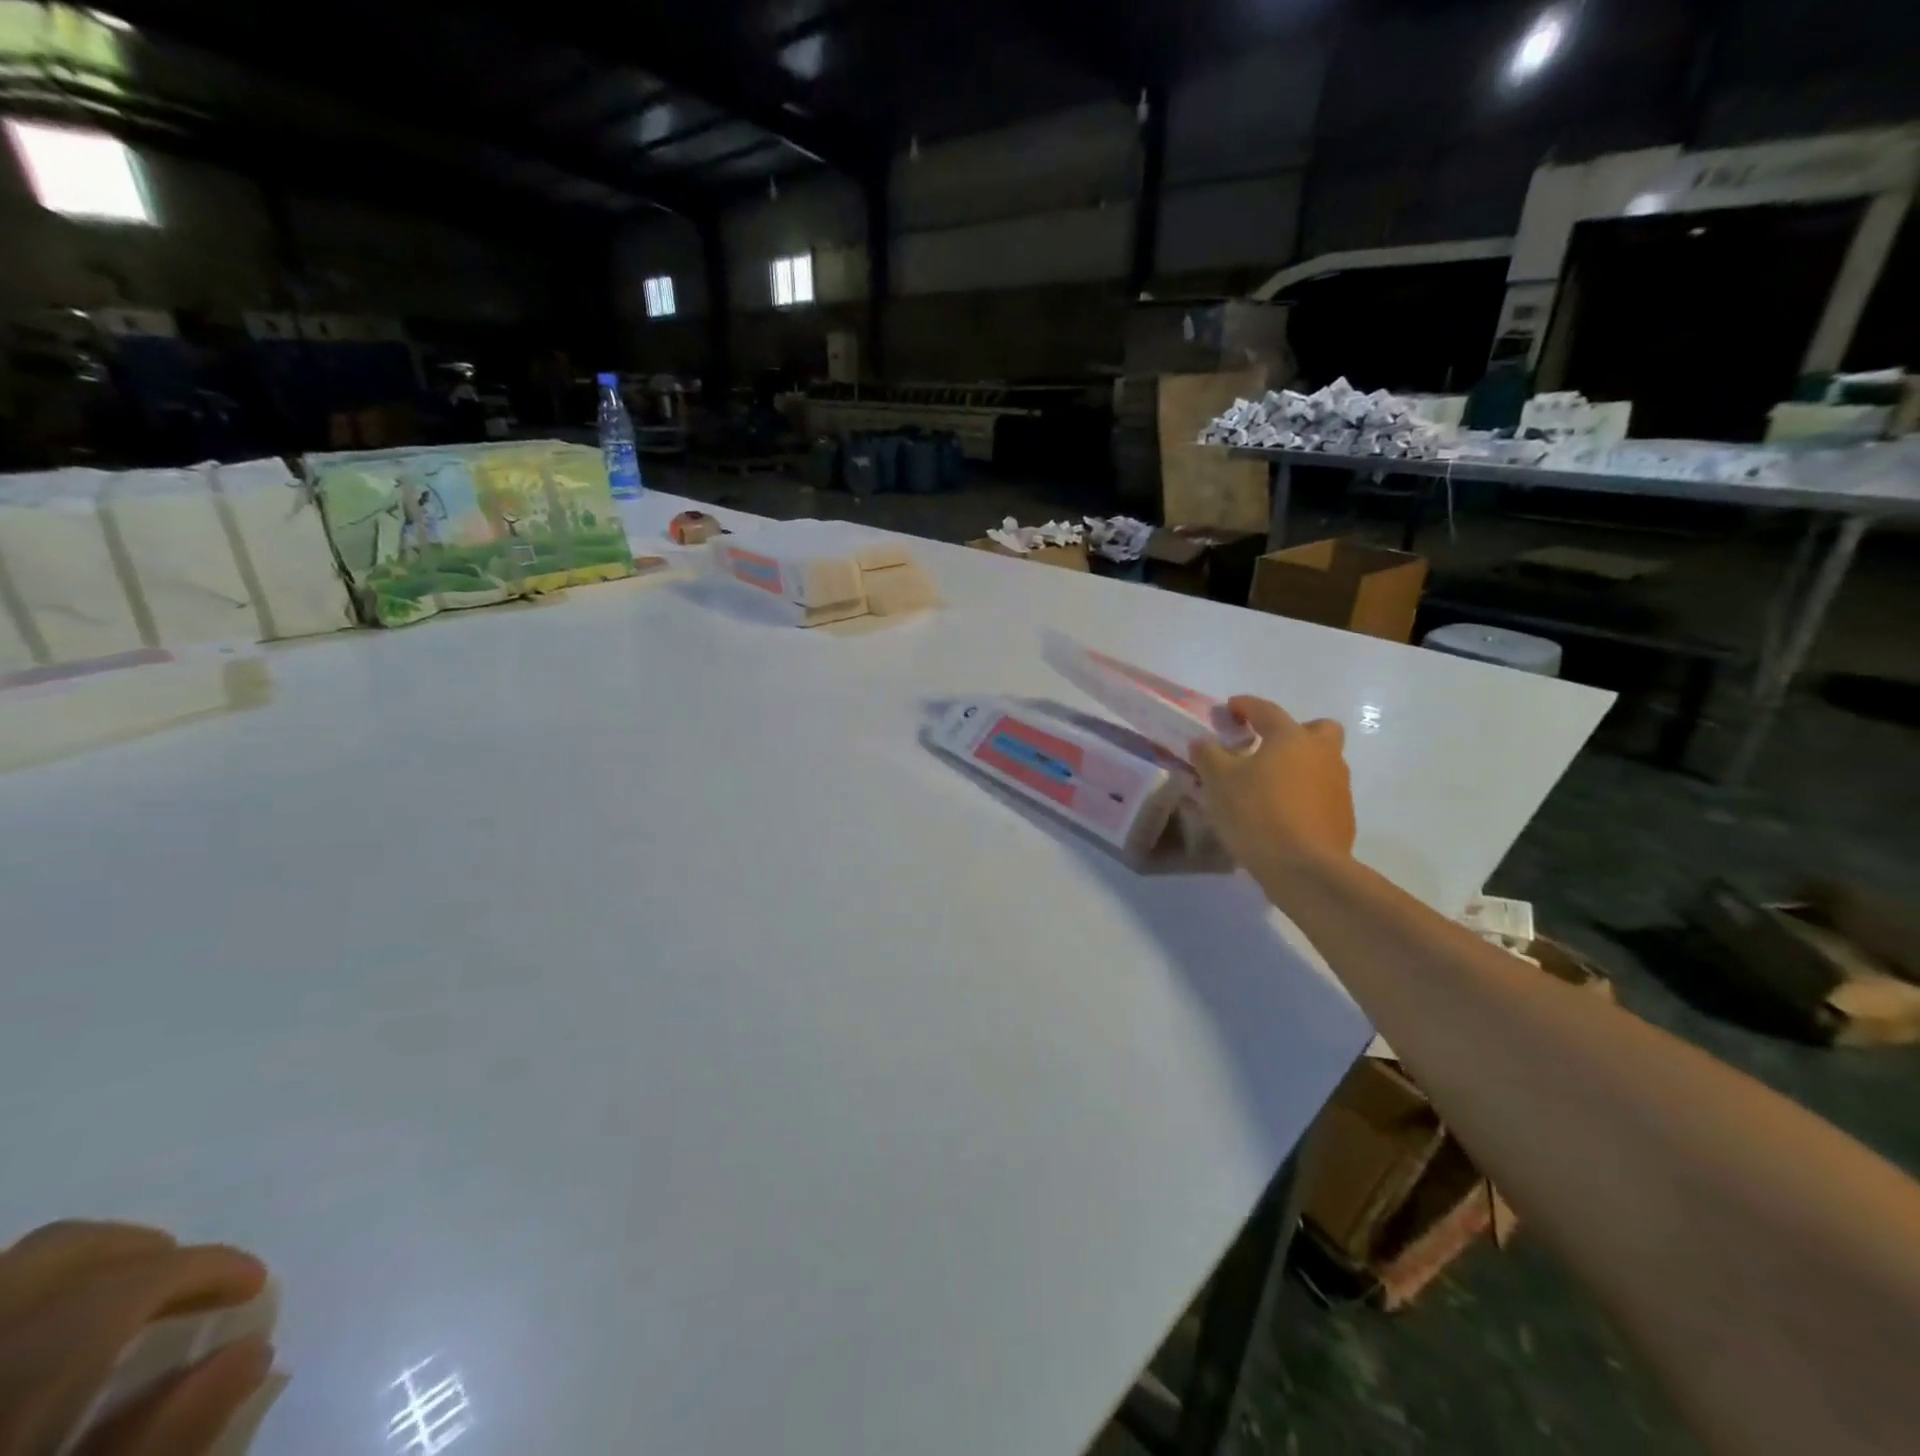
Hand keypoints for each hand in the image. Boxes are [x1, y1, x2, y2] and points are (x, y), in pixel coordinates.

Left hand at [0, 1220, 270, 1455]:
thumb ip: (163, 1442)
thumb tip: (252, 1348)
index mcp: (14, 1384)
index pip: (127, 1285)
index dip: (208, 1269)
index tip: (254, 1286)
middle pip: (56, 1253)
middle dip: (142, 1252)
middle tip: (193, 1286)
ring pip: (4, 1271)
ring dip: (79, 1271)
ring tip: (120, 1309)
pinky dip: (21, 1303)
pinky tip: (34, 1343)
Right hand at [1190, 696, 1355, 880]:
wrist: (1304, 868)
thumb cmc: (1257, 813)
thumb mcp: (1218, 781)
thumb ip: (1208, 755)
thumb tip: (1203, 742)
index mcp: (1291, 737)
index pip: (1266, 710)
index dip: (1246, 706)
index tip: (1230, 708)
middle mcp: (1322, 754)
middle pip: (1317, 729)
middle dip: (1294, 732)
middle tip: (1267, 747)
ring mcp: (1338, 786)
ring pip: (1321, 763)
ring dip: (1298, 766)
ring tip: (1267, 786)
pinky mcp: (1343, 817)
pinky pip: (1321, 794)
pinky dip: (1303, 795)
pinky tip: (1280, 814)